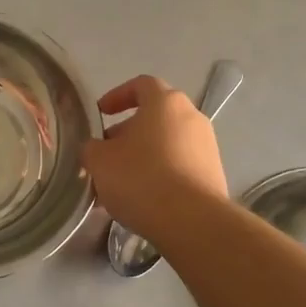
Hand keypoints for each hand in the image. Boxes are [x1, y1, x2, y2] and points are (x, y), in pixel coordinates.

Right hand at [82, 74, 227, 243]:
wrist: (192, 221)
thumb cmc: (141, 179)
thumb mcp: (99, 161)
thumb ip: (91, 148)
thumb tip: (95, 149)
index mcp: (165, 102)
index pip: (141, 84)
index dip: (117, 95)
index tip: (101, 113)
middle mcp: (191, 117)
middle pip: (155, 116)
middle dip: (127, 133)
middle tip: (106, 154)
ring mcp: (207, 146)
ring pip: (167, 143)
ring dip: (143, 156)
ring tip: (121, 183)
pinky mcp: (214, 174)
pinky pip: (180, 166)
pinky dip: (161, 174)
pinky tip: (144, 199)